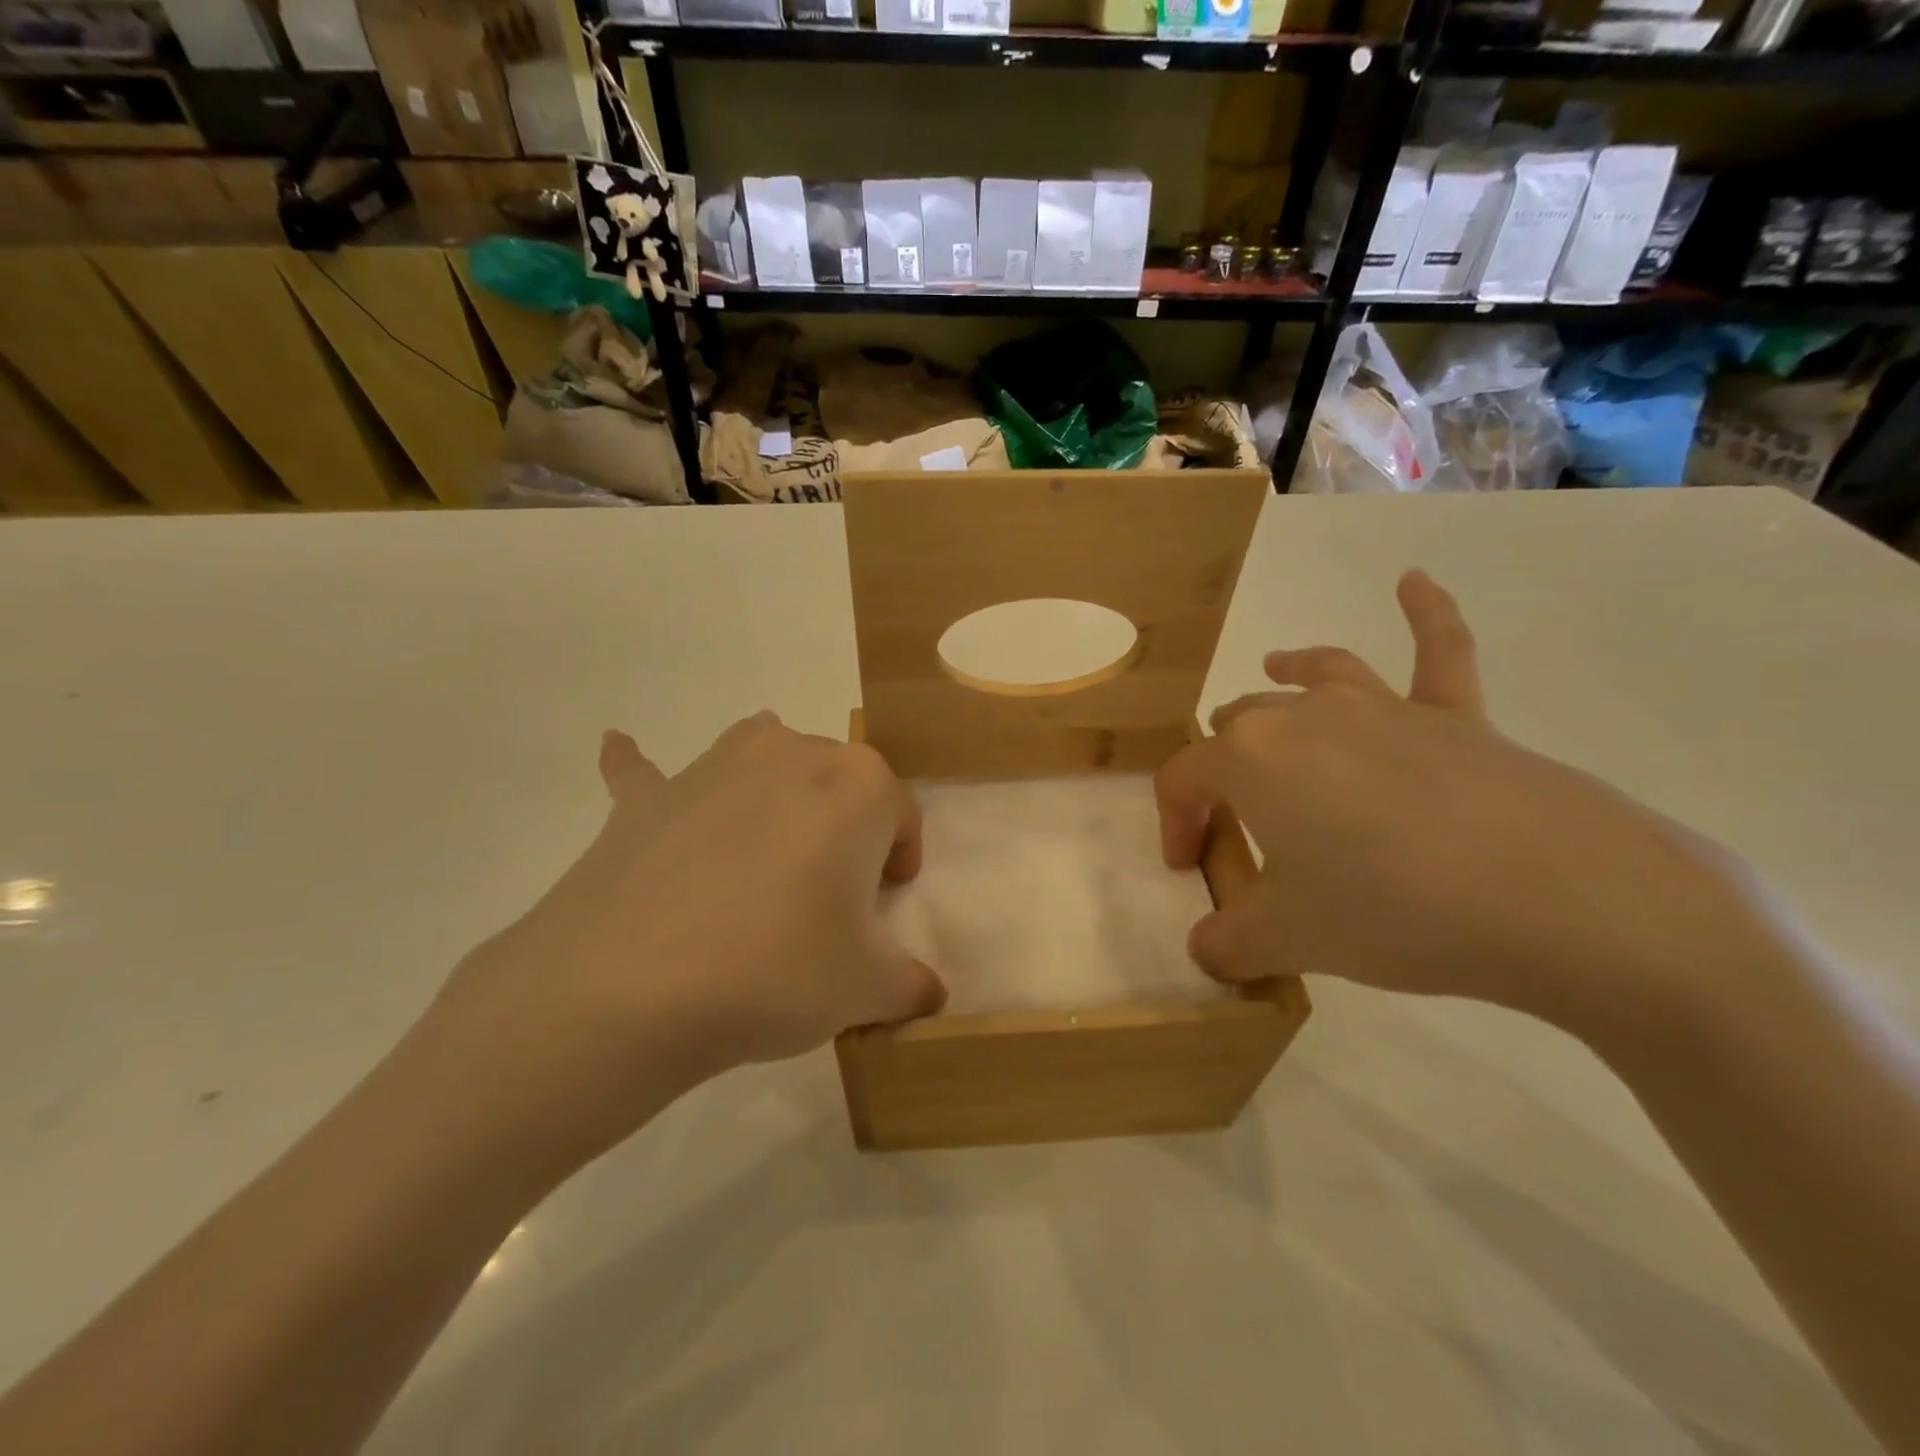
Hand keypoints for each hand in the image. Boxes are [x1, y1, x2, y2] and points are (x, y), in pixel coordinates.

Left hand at [415, 713, 943, 1180]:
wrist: (628, 989)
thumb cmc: (776, 970)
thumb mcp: (868, 988)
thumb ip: (912, 984)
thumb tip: (927, 994)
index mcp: (857, 784)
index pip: (901, 813)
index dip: (899, 859)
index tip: (882, 903)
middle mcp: (791, 753)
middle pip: (837, 782)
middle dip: (844, 829)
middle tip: (826, 896)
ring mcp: (712, 766)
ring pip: (762, 759)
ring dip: (774, 791)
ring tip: (765, 849)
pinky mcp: (646, 798)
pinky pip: (650, 773)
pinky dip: (648, 773)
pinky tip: (621, 752)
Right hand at [1156, 571, 1773, 1041]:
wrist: (1562, 901)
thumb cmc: (1394, 911)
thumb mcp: (1288, 940)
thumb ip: (1228, 944)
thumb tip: (1208, 952)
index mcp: (1250, 758)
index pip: (1185, 780)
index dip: (1175, 823)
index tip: (1188, 868)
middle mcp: (1306, 716)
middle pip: (1241, 725)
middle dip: (1223, 765)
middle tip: (1234, 817)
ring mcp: (1386, 709)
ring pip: (1316, 675)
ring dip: (1286, 673)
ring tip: (1271, 668)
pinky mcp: (1459, 718)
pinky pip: (1439, 652)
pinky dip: (1427, 612)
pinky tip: (1414, 580)